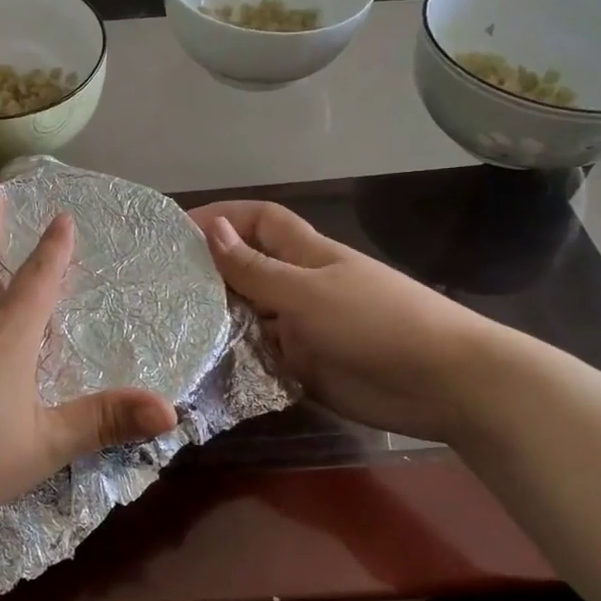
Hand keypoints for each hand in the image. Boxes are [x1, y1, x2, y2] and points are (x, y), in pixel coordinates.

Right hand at [190, 200, 502, 441]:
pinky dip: (235, 359)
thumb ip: (256, 269)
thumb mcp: (308, 292)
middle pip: (247, 270)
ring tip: (165, 328)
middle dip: (208, 272)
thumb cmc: (377, 322)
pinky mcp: (306, 366)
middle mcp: (300, 286)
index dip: (222, 216)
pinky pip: (261, 356)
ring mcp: (303, 328)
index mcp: (306, 255)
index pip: (259, 221)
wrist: (444, 384)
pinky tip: (200, 367)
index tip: (175, 229)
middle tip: (156, 286)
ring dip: (218, 319)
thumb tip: (211, 229)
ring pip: (250, 315)